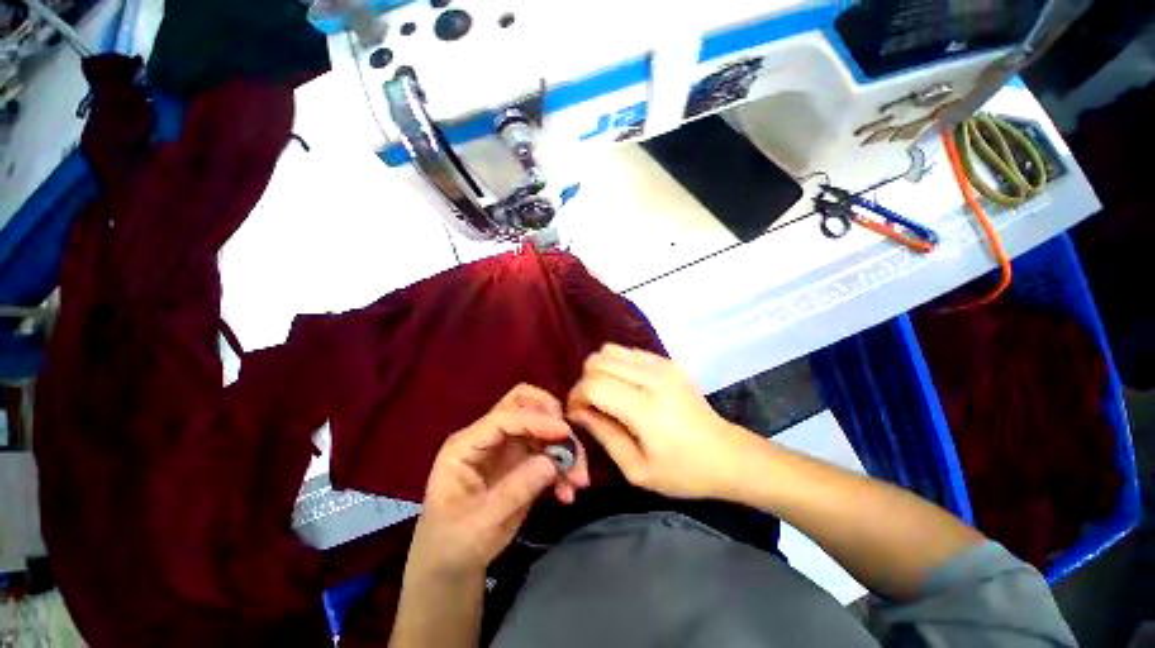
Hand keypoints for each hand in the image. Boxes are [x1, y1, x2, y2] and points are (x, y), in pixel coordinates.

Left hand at [408, 384, 590, 578]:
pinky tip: (568, 492)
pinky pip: (549, 450)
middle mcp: (488, 438)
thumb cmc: (453, 543)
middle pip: (523, 404)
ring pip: (542, 427)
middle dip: (550, 418)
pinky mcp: (522, 460)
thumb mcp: (481, 523)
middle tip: (570, 441)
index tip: (564, 432)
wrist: (451, 565)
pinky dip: (563, 465)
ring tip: (578, 480)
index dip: (535, 419)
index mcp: (466, 445)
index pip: (504, 417)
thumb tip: (553, 462)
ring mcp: (506, 447)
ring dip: (564, 447)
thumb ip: (516, 490)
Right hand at [567, 344, 751, 499]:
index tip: (576, 414)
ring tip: (606, 393)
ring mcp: (663, 364)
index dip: (576, 396)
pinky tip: (626, 386)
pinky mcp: (669, 361)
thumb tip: (578, 412)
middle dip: (585, 381)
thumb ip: (603, 435)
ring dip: (600, 370)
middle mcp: (653, 377)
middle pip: (599, 360)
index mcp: (645, 408)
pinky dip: (618, 365)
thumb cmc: (683, 471)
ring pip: (611, 349)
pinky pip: (629, 352)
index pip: (594, 384)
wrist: (727, 455)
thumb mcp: (636, 469)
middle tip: (590, 405)